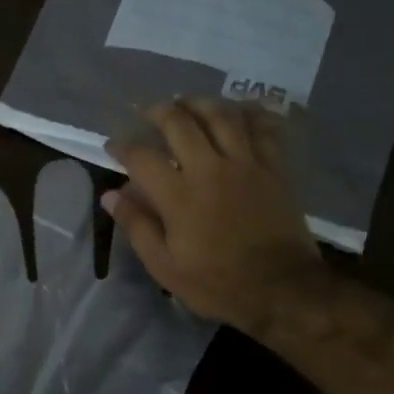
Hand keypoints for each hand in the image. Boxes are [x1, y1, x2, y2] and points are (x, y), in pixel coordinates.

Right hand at [103, 98, 324, 335]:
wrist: (282, 289)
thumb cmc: (217, 283)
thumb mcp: (165, 266)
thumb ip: (137, 226)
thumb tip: (111, 195)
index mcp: (179, 195)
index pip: (142, 156)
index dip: (122, 146)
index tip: (113, 146)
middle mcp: (210, 169)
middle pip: (180, 122)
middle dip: (159, 111)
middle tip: (148, 112)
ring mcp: (247, 164)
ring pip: (222, 115)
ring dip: (200, 103)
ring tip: (187, 103)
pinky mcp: (275, 168)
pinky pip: (263, 128)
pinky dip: (249, 114)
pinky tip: (239, 110)